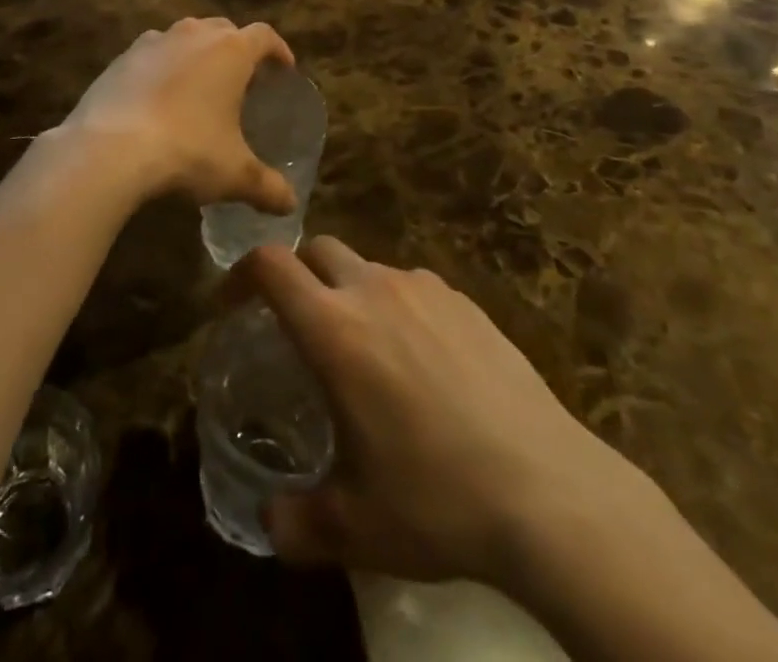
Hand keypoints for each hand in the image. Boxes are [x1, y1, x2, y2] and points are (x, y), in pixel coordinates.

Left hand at [56, 16, 296, 212]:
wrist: (108, 150)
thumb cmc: (186, 151)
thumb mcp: (234, 174)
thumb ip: (267, 187)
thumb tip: (290, 205)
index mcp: (230, 51)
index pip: (264, 36)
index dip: (278, 50)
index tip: (284, 69)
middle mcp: (194, 35)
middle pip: (224, 29)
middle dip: (236, 48)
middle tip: (242, 80)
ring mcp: (153, 42)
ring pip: (185, 36)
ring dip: (197, 54)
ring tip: (199, 87)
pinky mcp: (120, 59)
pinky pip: (151, 54)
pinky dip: (161, 67)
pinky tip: (157, 98)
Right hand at [244, 237, 632, 586]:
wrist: (546, 490)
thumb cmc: (437, 500)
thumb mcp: (357, 528)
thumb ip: (298, 522)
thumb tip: (269, 521)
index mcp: (336, 331)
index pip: (271, 266)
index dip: (241, 273)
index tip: (231, 303)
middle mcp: (376, 292)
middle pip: (319, 249)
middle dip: (296, 274)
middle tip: (295, 324)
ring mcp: (426, 290)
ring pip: (369, 267)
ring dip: (350, 292)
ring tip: (363, 350)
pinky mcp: (467, 302)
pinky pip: (415, 287)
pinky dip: (398, 305)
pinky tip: (421, 359)